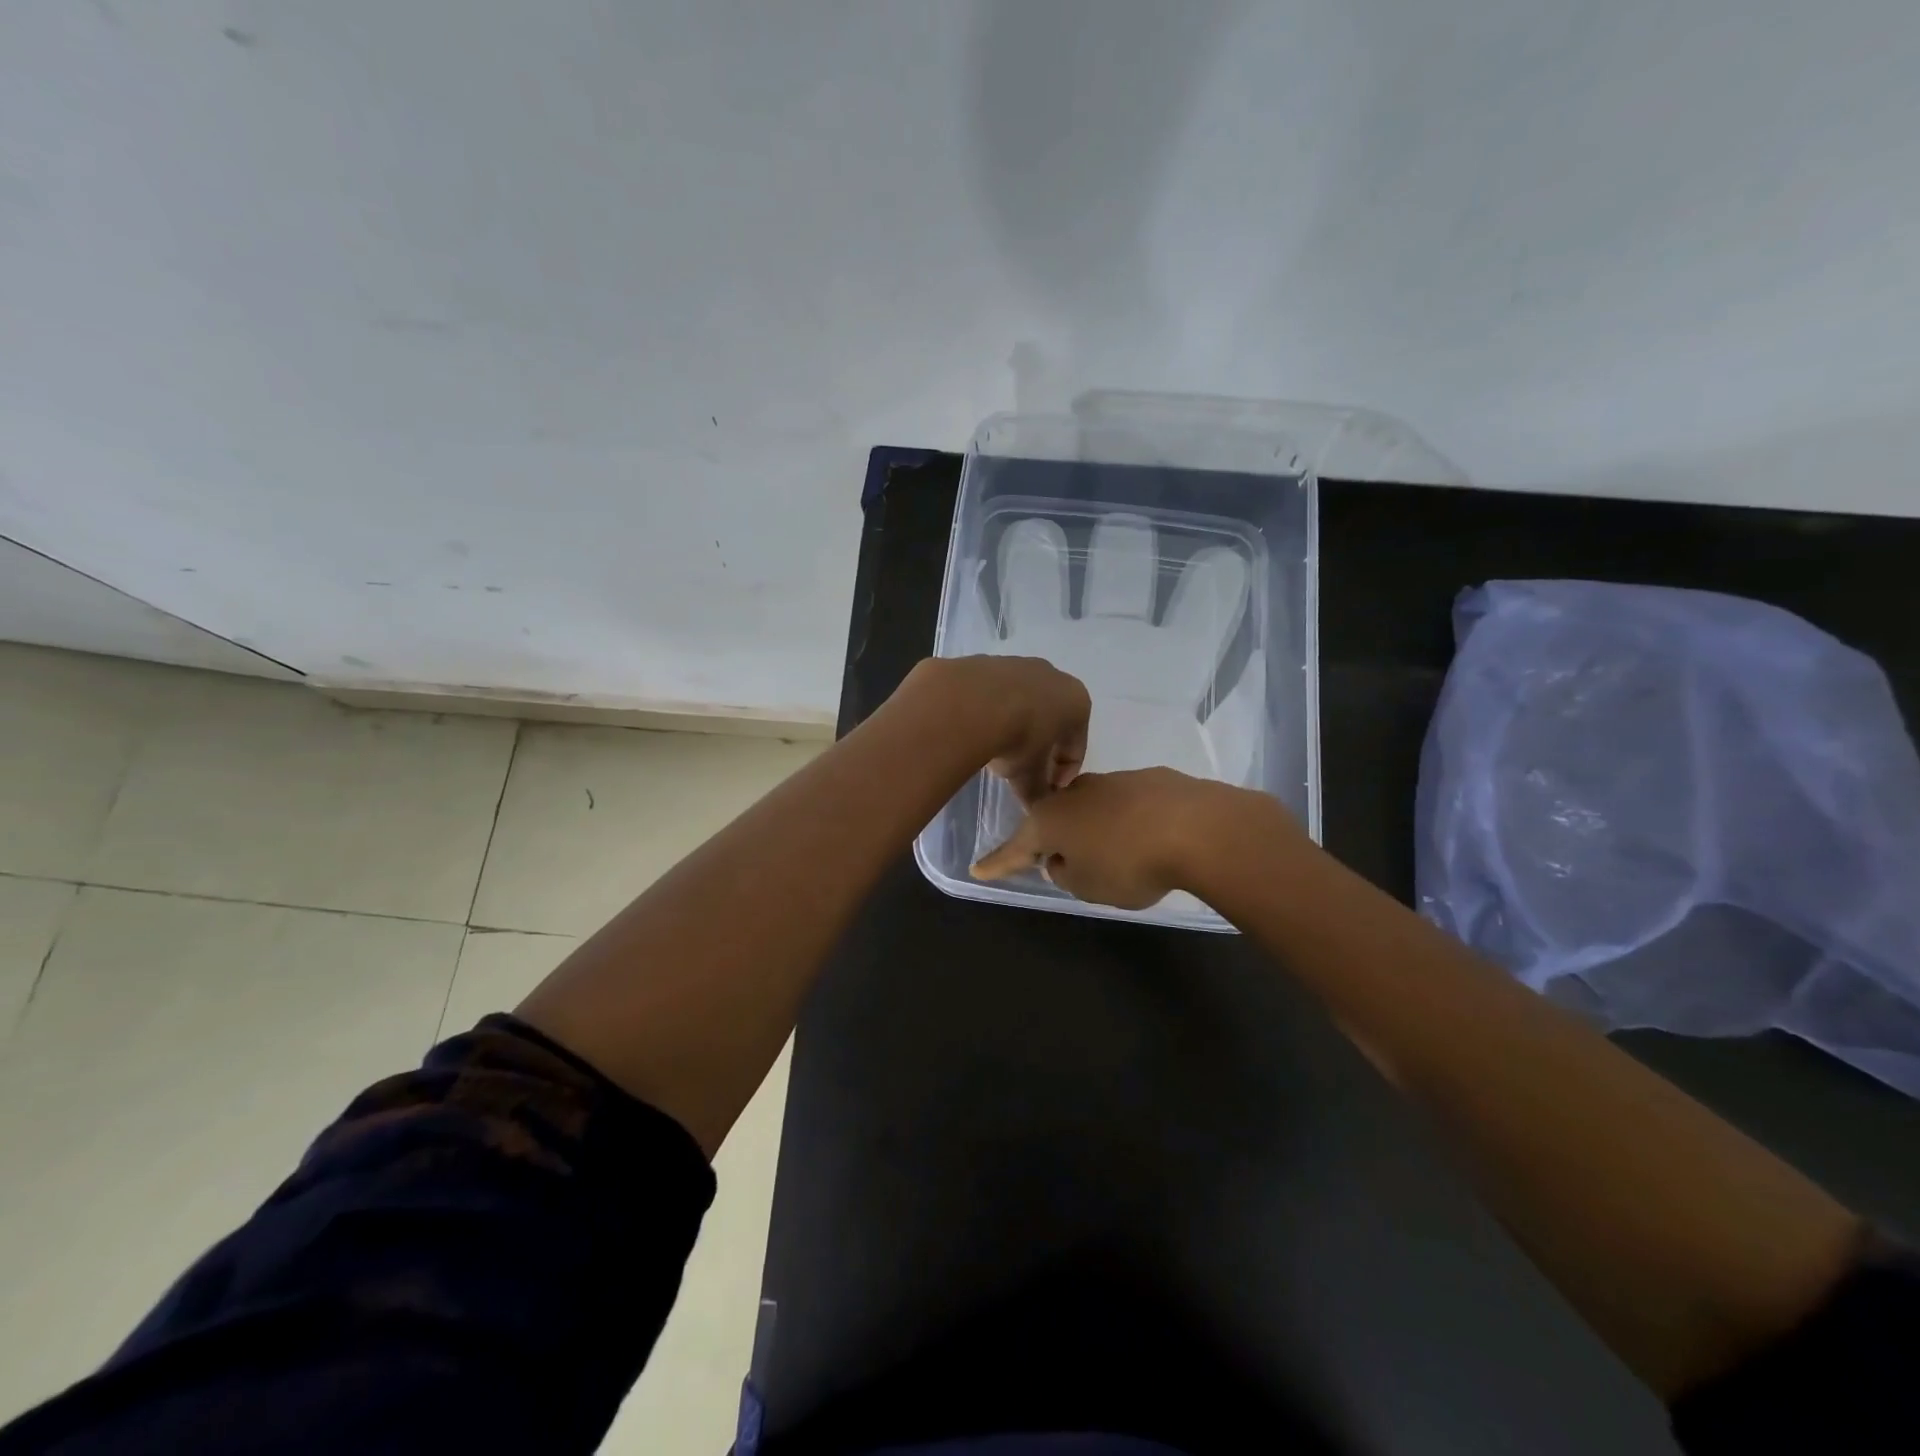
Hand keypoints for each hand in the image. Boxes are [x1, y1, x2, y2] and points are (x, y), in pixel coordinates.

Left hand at [905, 656, 1090, 803]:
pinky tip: (975, 729)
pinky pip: (993, 694)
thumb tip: (1034, 807)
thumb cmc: (1018, 738)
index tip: (1047, 791)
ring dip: (1014, 725)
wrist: (970, 701)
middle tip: (1023, 771)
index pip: (1076, 747)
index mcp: (1077, 702)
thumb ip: (1037, 791)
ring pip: (1022, 703)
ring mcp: (1019, 664)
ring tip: (996, 751)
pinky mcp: (987, 661)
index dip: (1063, 774)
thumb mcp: (1029, 775)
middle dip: (1041, 747)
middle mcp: (1053, 676)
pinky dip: (989, 711)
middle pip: (1051, 720)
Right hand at [970, 767, 1284, 909]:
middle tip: (1057, 862)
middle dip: (1052, 840)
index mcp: (1050, 821)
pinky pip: (1126, 806)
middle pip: (1053, 820)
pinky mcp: (1149, 779)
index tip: (978, 870)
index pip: (1015, 848)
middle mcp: (1074, 794)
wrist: (1198, 826)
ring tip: (1115, 856)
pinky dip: (1128, 823)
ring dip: (1093, 831)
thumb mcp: (1087, 886)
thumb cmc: (1129, 863)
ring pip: (1091, 809)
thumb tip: (1062, 859)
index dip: (998, 863)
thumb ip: (1065, 874)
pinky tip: (1149, 839)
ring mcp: (1112, 781)